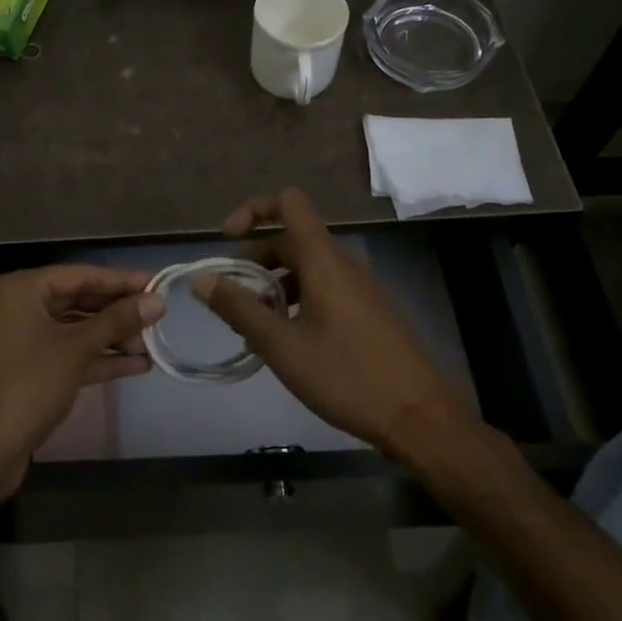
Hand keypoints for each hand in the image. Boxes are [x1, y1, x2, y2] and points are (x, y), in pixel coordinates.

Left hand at [0, 265, 161, 500]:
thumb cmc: (28, 385)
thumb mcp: (76, 349)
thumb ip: (117, 321)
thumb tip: (158, 301)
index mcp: (22, 290)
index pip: (80, 275)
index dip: (121, 281)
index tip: (157, 284)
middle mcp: (20, 307)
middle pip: (79, 301)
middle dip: (118, 312)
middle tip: (158, 317)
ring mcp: (23, 340)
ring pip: (76, 330)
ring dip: (112, 338)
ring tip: (152, 345)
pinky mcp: (30, 370)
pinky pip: (69, 354)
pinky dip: (98, 358)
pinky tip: (136, 365)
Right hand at [194, 188, 479, 454]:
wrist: (420, 418)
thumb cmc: (347, 377)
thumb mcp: (282, 346)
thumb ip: (238, 308)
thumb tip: (201, 279)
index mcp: (323, 260)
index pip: (289, 202)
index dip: (254, 209)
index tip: (227, 239)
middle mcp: (343, 263)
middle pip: (291, 240)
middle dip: (255, 262)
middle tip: (232, 301)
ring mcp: (361, 288)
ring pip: (307, 268)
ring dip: (274, 285)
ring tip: (255, 327)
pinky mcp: (370, 311)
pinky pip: (325, 289)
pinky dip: (298, 300)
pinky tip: (288, 342)